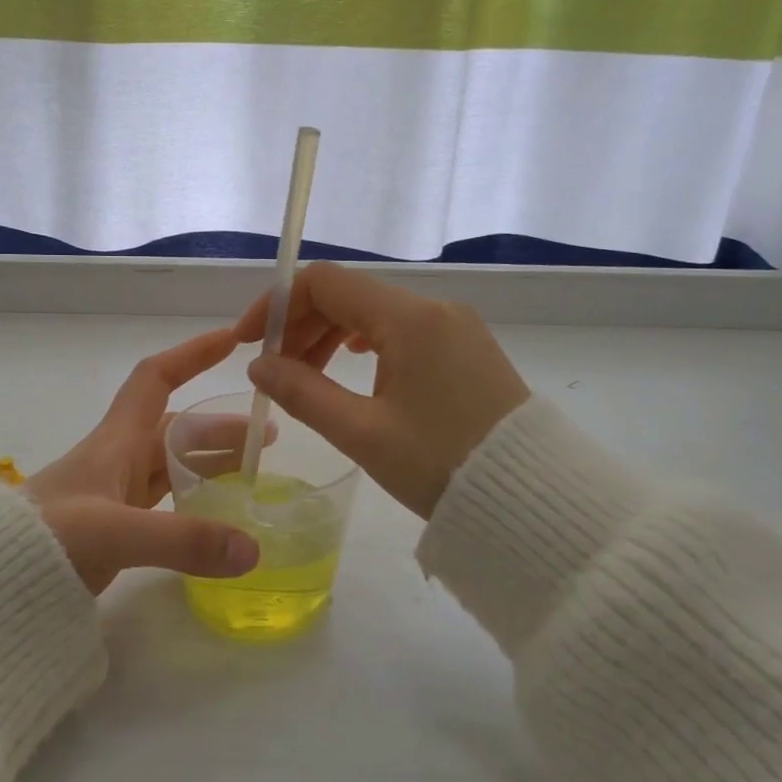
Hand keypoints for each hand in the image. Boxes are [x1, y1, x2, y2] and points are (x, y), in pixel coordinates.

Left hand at [26, 328, 262, 594]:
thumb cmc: (45, 539)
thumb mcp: (113, 533)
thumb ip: (182, 539)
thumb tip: (253, 547)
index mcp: (116, 441)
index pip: (156, 379)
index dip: (191, 355)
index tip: (231, 341)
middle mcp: (118, 460)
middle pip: (177, 429)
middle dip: (221, 427)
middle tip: (268, 439)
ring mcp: (115, 496)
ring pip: (173, 467)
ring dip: (212, 465)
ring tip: (254, 475)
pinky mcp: (115, 529)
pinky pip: (165, 504)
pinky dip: (194, 504)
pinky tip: (217, 519)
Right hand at [234, 263, 529, 518]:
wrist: (532, 498)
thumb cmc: (441, 465)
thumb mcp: (362, 433)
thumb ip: (302, 392)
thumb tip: (259, 365)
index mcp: (409, 319)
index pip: (324, 283)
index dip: (277, 305)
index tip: (249, 342)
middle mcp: (434, 309)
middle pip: (349, 295)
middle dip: (301, 324)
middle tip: (274, 370)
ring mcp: (455, 326)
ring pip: (375, 312)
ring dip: (331, 335)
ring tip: (306, 377)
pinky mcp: (467, 348)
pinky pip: (403, 330)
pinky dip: (365, 344)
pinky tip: (354, 368)